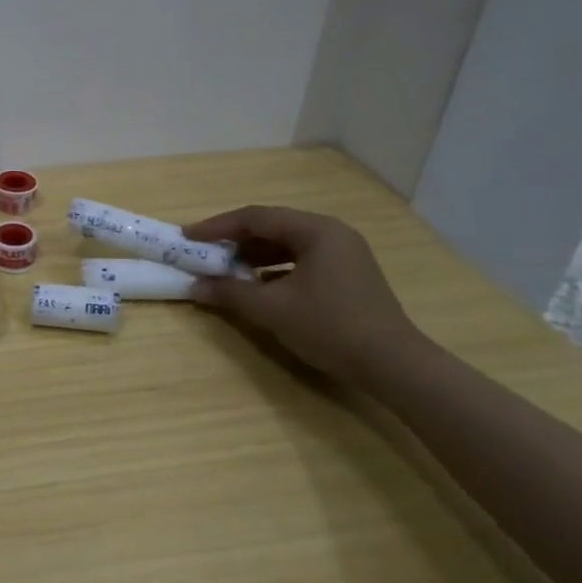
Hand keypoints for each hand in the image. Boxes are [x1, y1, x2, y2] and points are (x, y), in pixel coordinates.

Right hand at [182, 205, 427, 383]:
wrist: (394, 365)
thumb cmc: (330, 326)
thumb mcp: (271, 309)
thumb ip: (229, 292)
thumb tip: (194, 286)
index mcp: (316, 230)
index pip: (255, 217)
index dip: (217, 227)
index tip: (188, 237)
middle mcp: (332, 233)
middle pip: (272, 227)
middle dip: (235, 240)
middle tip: (204, 252)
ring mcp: (344, 254)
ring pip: (287, 244)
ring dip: (253, 255)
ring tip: (226, 270)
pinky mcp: (348, 275)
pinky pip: (301, 260)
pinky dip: (274, 269)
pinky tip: (258, 286)